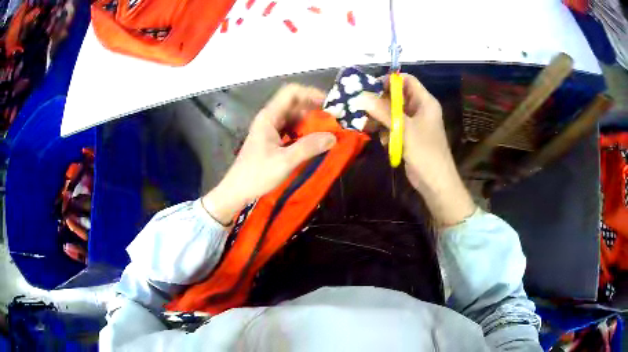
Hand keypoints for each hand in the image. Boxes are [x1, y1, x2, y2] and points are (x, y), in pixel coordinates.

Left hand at [202, 84, 336, 224]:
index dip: (311, 93)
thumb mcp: (285, 161)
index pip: (291, 92)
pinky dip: (304, 133)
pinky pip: (292, 130)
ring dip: (311, 122)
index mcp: (269, 117)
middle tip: (334, 121)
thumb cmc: (256, 175)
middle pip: (295, 104)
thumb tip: (333, 137)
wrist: (237, 191)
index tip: (329, 105)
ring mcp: (270, 129)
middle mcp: (270, 119)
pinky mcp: (272, 140)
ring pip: (294, 117)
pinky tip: (314, 142)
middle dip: (315, 110)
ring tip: (328, 132)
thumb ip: (309, 147)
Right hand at [355, 74, 475, 226]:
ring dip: (380, 119)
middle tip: (363, 108)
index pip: (407, 80)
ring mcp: (413, 124)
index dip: (390, 81)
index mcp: (425, 102)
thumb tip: (362, 96)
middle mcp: (419, 109)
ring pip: (391, 112)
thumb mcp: (404, 129)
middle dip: (380, 102)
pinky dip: (385, 131)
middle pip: (396, 96)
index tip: (371, 88)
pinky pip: (392, 127)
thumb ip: (384, 111)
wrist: (435, 182)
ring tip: (369, 126)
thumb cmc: (425, 152)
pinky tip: (383, 141)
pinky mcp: (407, 137)